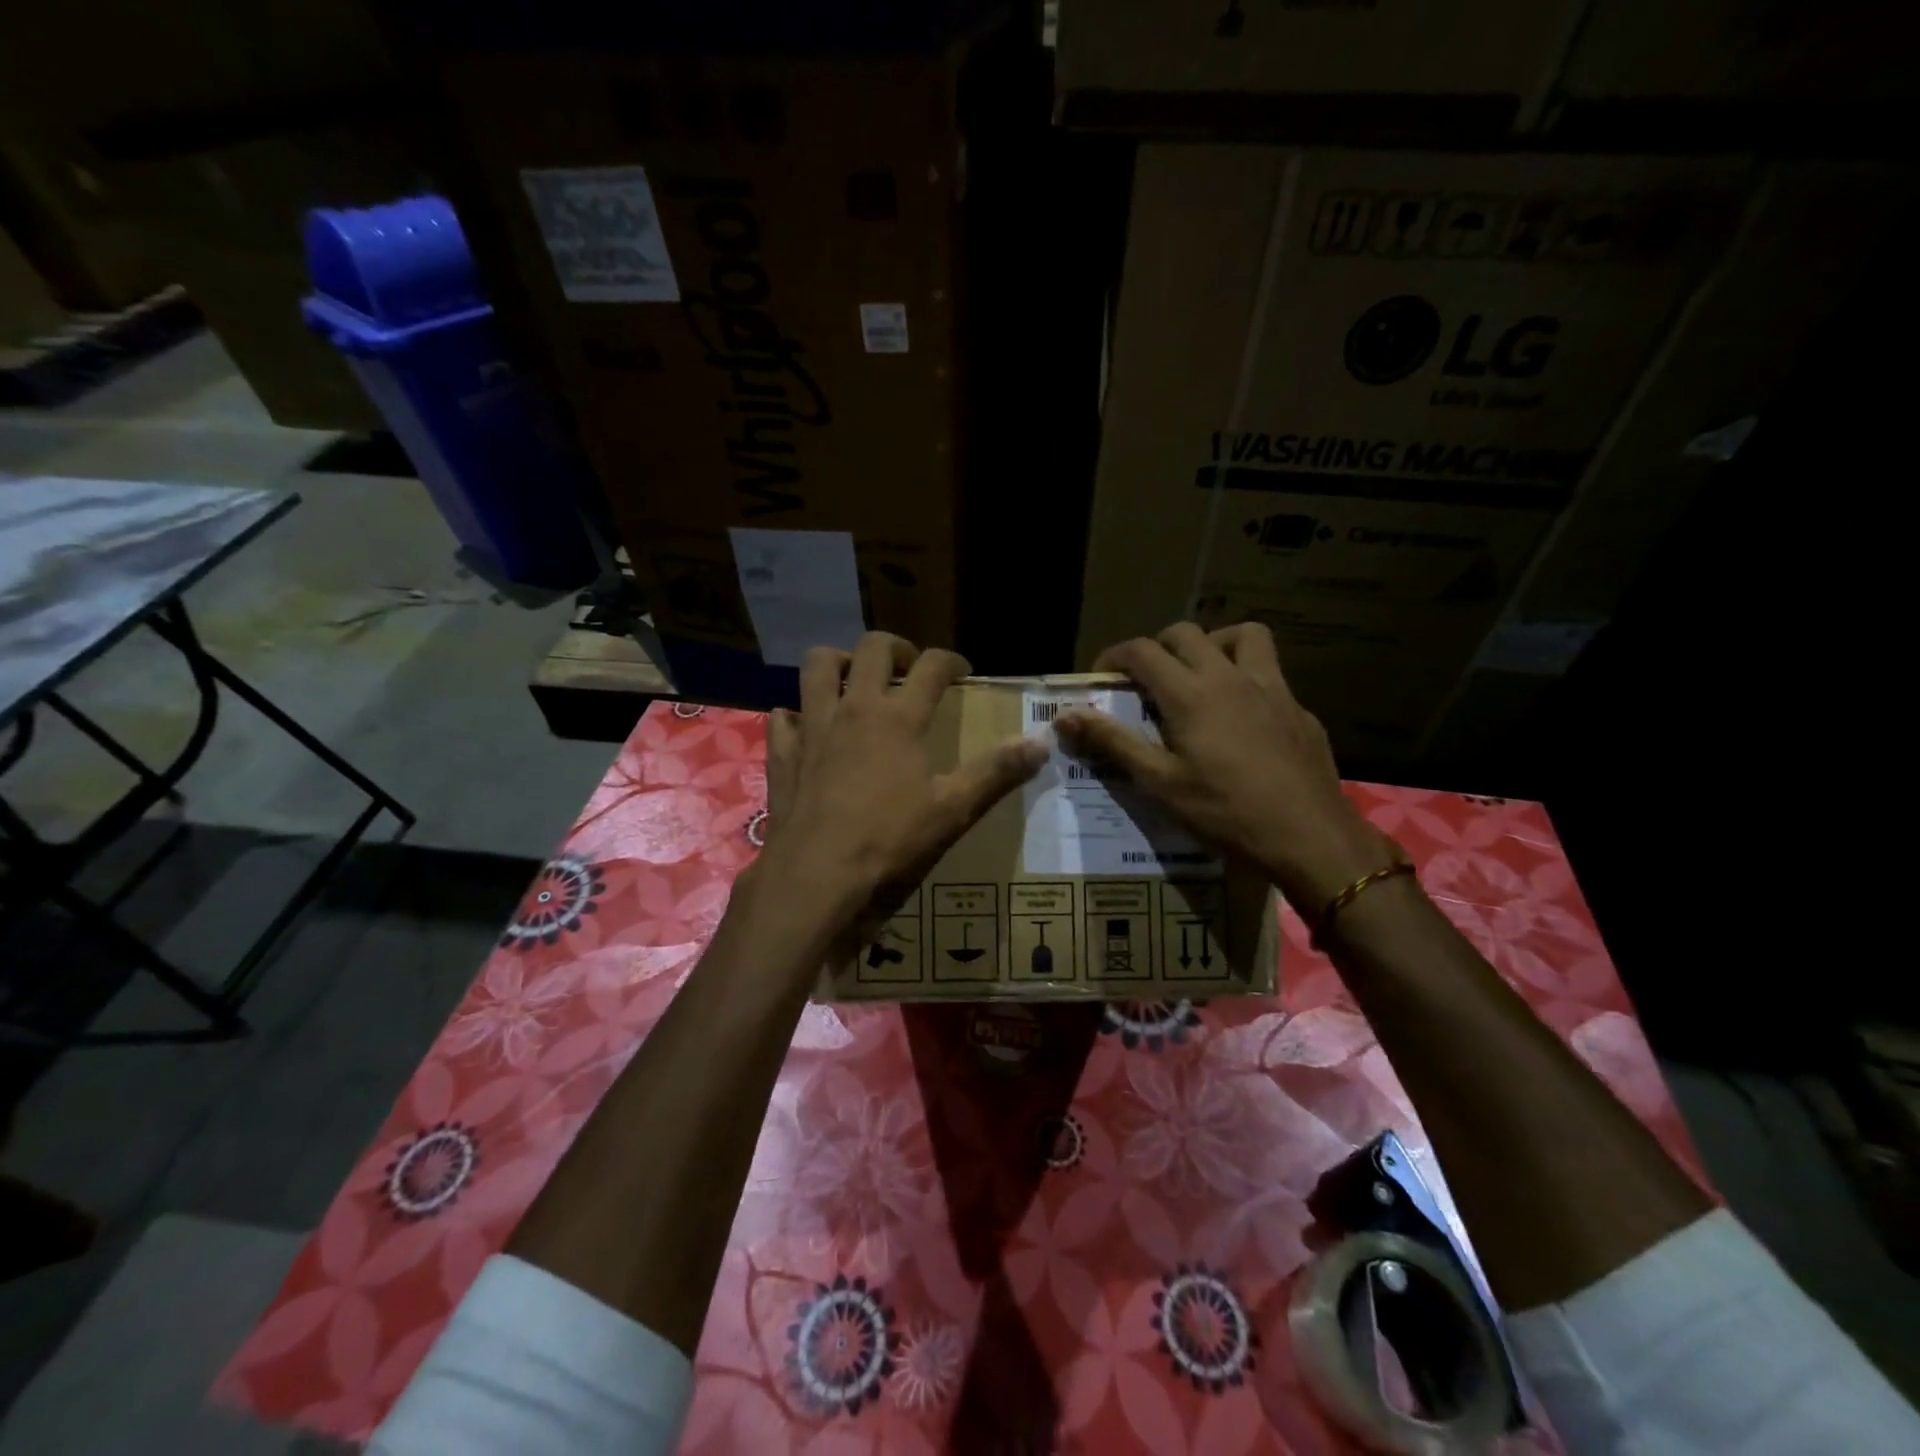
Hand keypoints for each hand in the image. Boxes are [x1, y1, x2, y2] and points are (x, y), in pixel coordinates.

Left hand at [753, 632, 1046, 925]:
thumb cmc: (890, 843)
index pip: (932, 667)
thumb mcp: (953, 811)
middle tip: (907, 668)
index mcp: (898, 718)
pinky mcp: (783, 753)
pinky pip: (783, 717)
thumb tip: (1042, 742)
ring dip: (839, 663)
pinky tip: (808, 730)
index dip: (951, 661)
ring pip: (818, 666)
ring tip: (855, 682)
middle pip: (872, 648)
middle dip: (895, 647)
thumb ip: (997, 773)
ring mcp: (812, 728)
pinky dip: (796, 715)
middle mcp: (854, 709)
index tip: (961, 671)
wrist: (816, 879)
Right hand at [1056, 622, 1388, 910]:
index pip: (1142, 651)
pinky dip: (1247, 679)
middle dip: (1158, 647)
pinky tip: (1243, 719)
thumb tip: (1065, 715)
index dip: (1114, 657)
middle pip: (1187, 634)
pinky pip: (1270, 673)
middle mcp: (1230, 677)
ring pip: (1243, 635)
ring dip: (1214, 644)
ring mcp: (1272, 689)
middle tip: (1146, 682)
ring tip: (1201, 676)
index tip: (1101, 679)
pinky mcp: (1299, 709)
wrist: (1310, 838)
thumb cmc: (1226, 813)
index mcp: (1191, 694)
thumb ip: (1113, 742)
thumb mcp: (1160, 783)